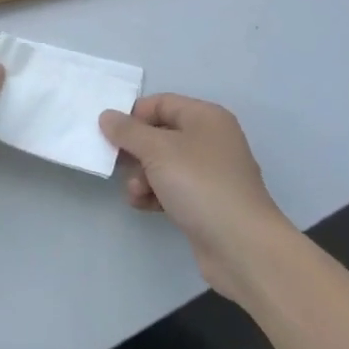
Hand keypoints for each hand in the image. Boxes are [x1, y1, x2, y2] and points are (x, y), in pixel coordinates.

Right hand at [99, 94, 295, 299]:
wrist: (242, 246)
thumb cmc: (200, 185)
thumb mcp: (157, 150)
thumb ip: (128, 131)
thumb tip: (107, 116)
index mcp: (205, 117)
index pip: (161, 103)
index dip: (134, 115)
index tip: (110, 134)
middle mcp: (210, 140)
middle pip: (160, 134)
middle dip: (136, 151)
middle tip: (118, 164)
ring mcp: (210, 173)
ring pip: (163, 164)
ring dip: (142, 176)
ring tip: (136, 192)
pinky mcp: (206, 202)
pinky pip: (172, 188)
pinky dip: (155, 194)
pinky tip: (145, 206)